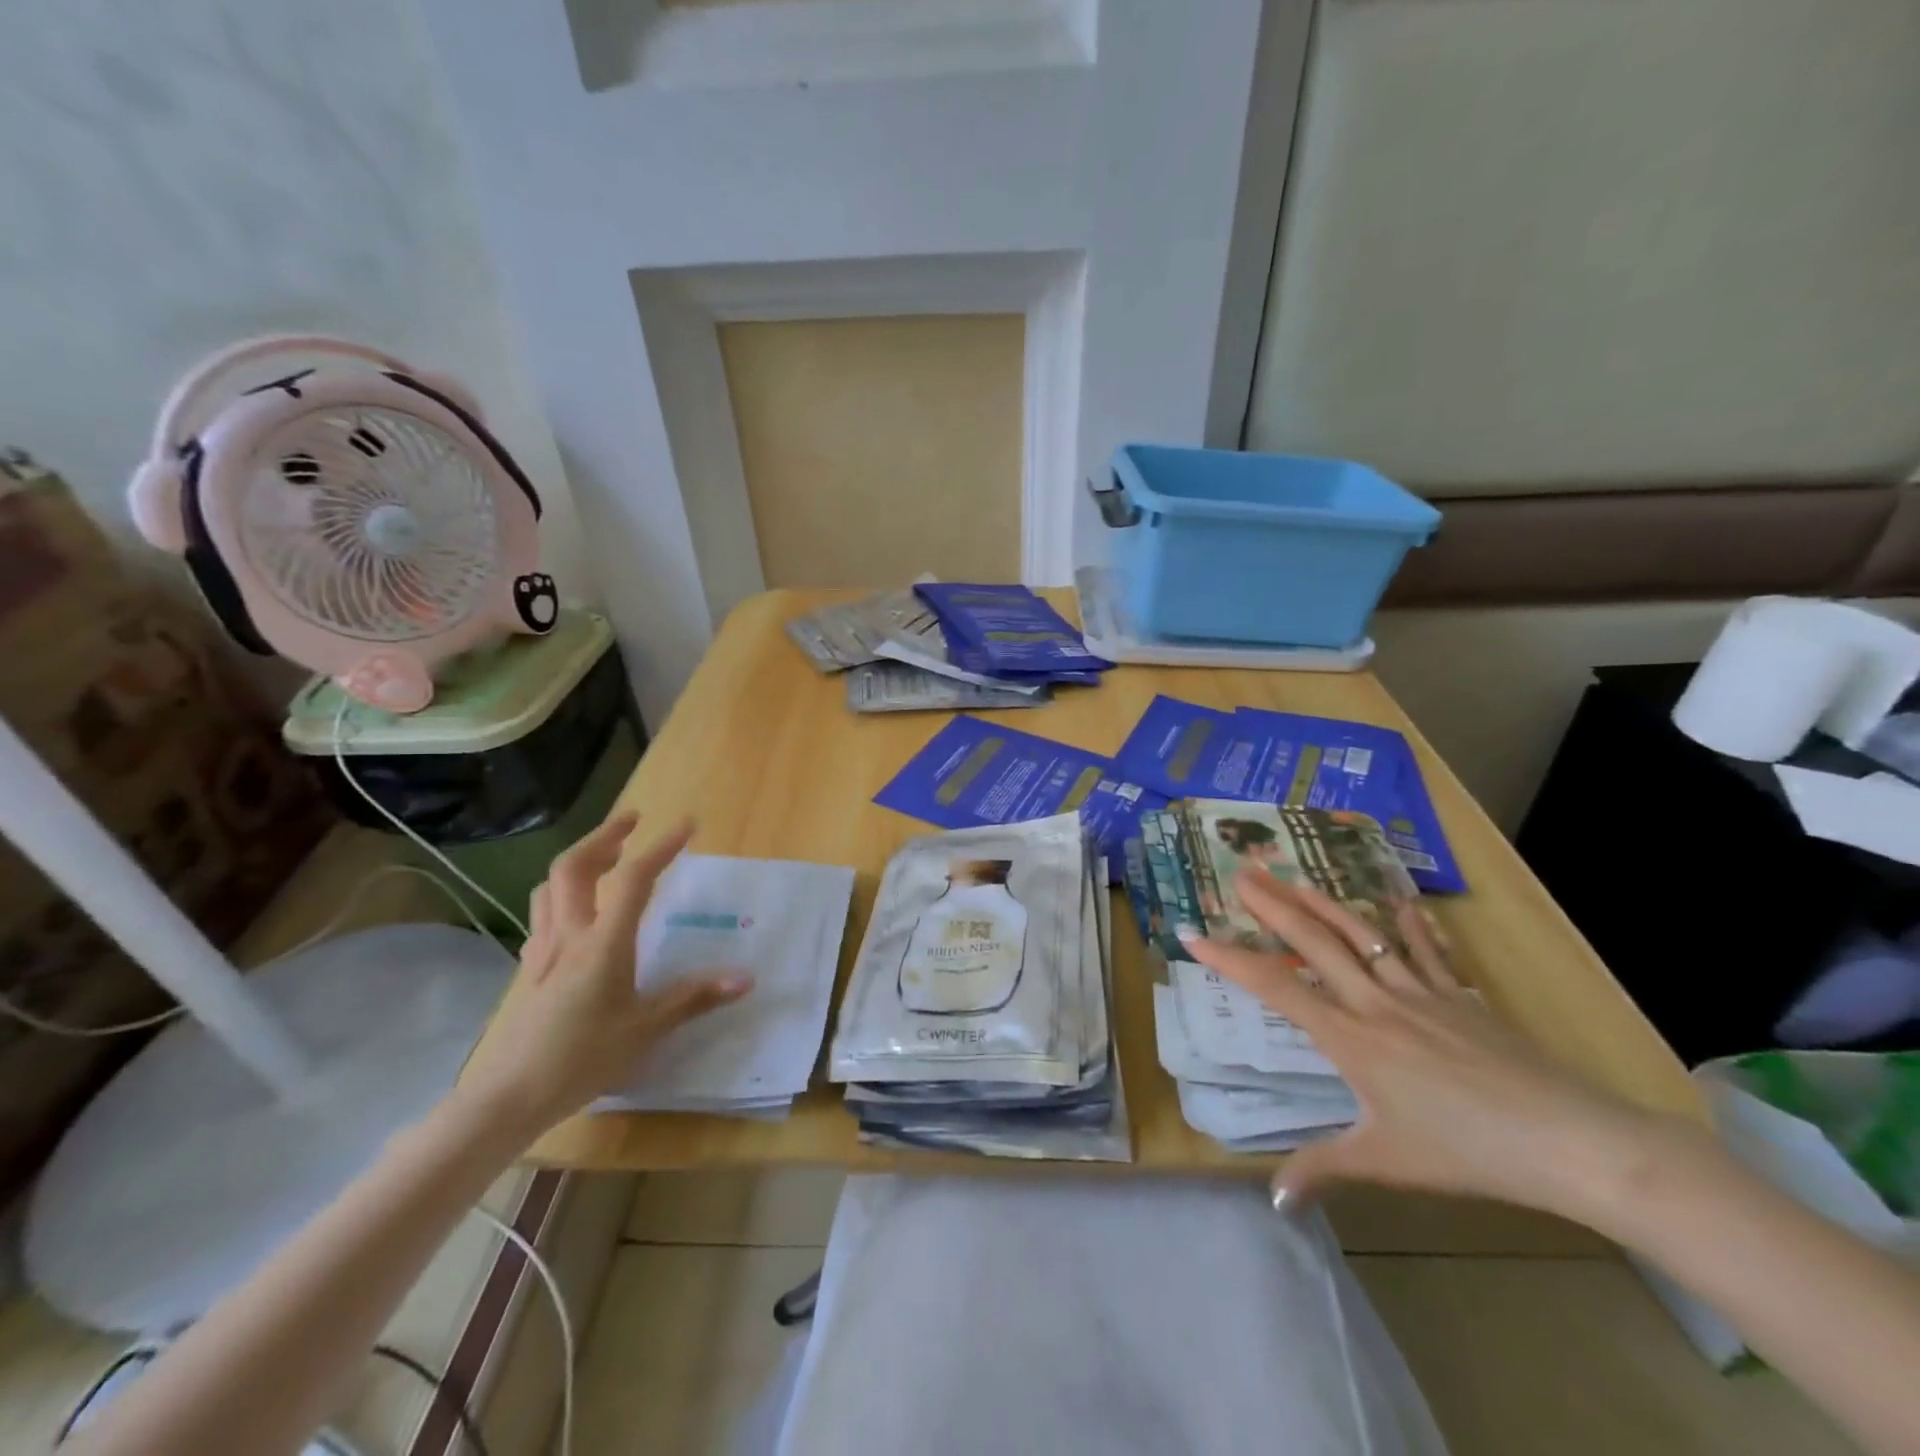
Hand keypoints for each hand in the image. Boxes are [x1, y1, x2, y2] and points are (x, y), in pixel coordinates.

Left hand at [460, 811, 750, 1135]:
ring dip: (578, 861)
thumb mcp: (646, 1030)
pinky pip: (542, 915)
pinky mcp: (530, 971)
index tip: (686, 825)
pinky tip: (578, 914)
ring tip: (606, 859)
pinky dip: (561, 896)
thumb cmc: (582, 1060)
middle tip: (633, 822)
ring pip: (550, 887)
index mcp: (603, 943)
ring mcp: (544, 951)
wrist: (508, 1098)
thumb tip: (745, 978)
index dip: (662, 847)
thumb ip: (694, 998)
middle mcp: (570, 935)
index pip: (635, 879)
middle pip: (574, 867)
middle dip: (604, 836)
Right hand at [1181, 870, 1685, 1219]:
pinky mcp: (1459, 997)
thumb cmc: (1466, 1151)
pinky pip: (1427, 952)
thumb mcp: (1386, 1162)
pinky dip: (1410, 924)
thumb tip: (1272, 1201)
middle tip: (1240, 872)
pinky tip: (1399, 899)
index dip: (1229, 959)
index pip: (1275, 988)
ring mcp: (1420, 993)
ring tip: (1295, 877)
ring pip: (1361, 935)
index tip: (1192, 935)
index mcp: (1349, 1038)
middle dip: (1272, 906)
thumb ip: (1322, 1170)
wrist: (1569, 1140)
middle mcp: (1376, 1002)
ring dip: (1323, 903)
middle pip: (1314, 942)